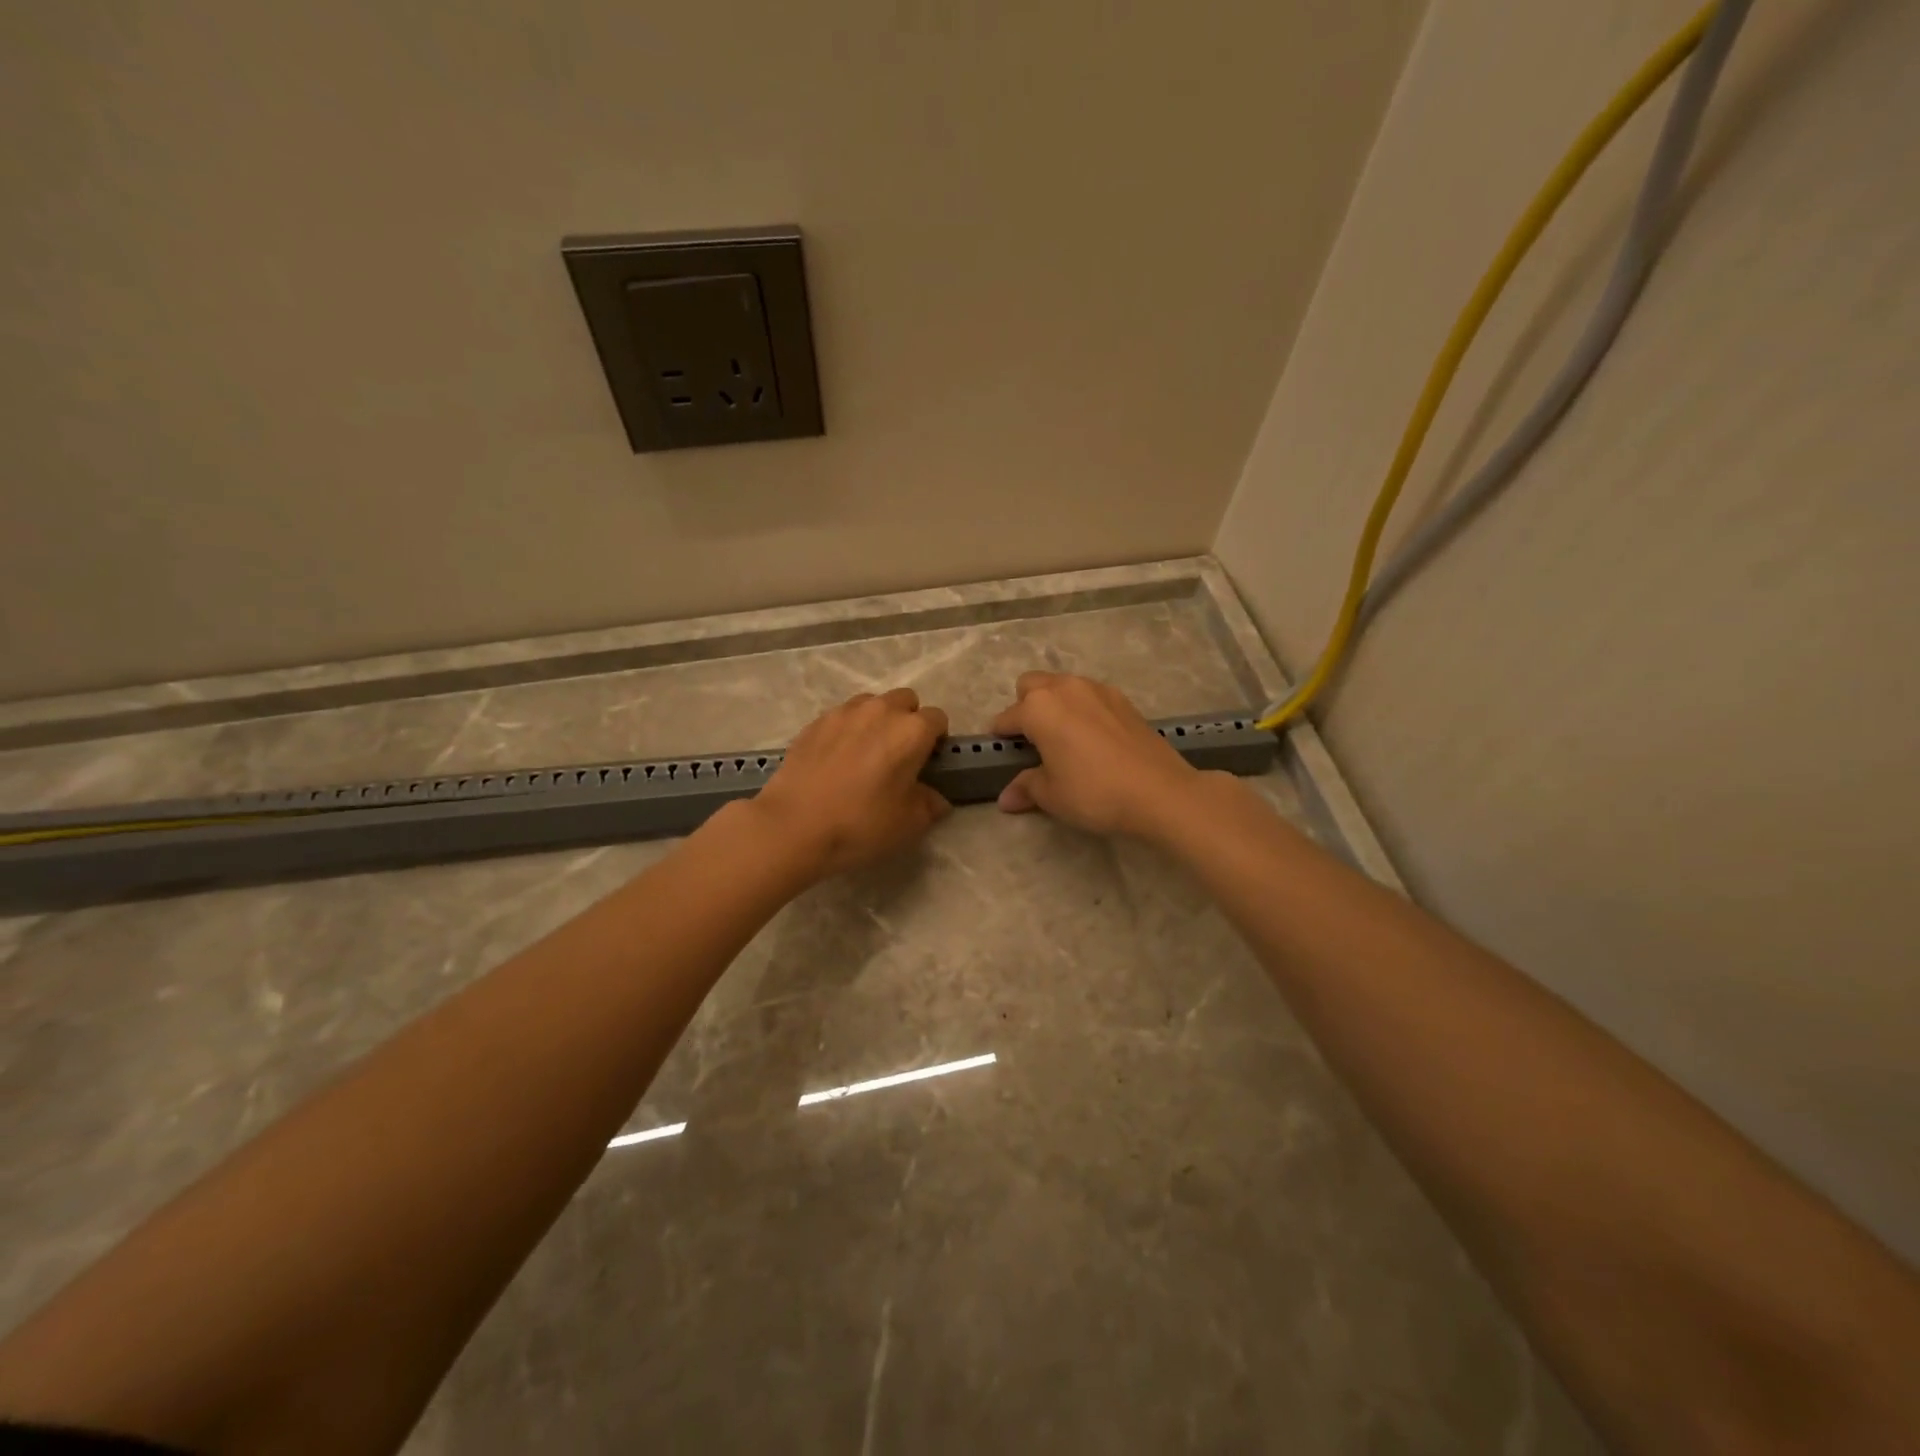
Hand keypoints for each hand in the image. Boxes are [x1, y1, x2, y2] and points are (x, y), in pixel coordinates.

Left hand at [749, 688, 950, 880]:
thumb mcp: (908, 824)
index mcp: (911, 731)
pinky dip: (847, 730)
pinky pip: (841, 716)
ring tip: (866, 753)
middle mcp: (881, 711)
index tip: (927, 763)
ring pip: (872, 704)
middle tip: (898, 755)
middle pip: (905, 701)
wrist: (793, 826)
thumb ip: (929, 805)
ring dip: (877, 720)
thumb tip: (935, 798)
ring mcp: (844, 712)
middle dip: (907, 721)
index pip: (937, 719)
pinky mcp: (815, 722)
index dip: (936, 740)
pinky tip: (837, 759)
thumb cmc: (861, 824)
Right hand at [990, 673, 1202, 840]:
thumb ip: (1026, 788)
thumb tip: (1006, 798)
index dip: (1000, 736)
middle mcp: (1065, 688)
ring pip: (1063, 686)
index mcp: (1039, 707)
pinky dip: (1083, 710)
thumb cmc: (1094, 792)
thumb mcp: (1052, 795)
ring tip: (1063, 739)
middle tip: (1033, 741)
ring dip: (1055, 705)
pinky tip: (1093, 740)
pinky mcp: (1123, 700)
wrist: (1159, 792)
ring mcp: (1097, 690)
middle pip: (1031, 685)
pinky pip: (1090, 696)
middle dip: (1025, 707)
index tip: (1001, 753)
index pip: (1007, 718)